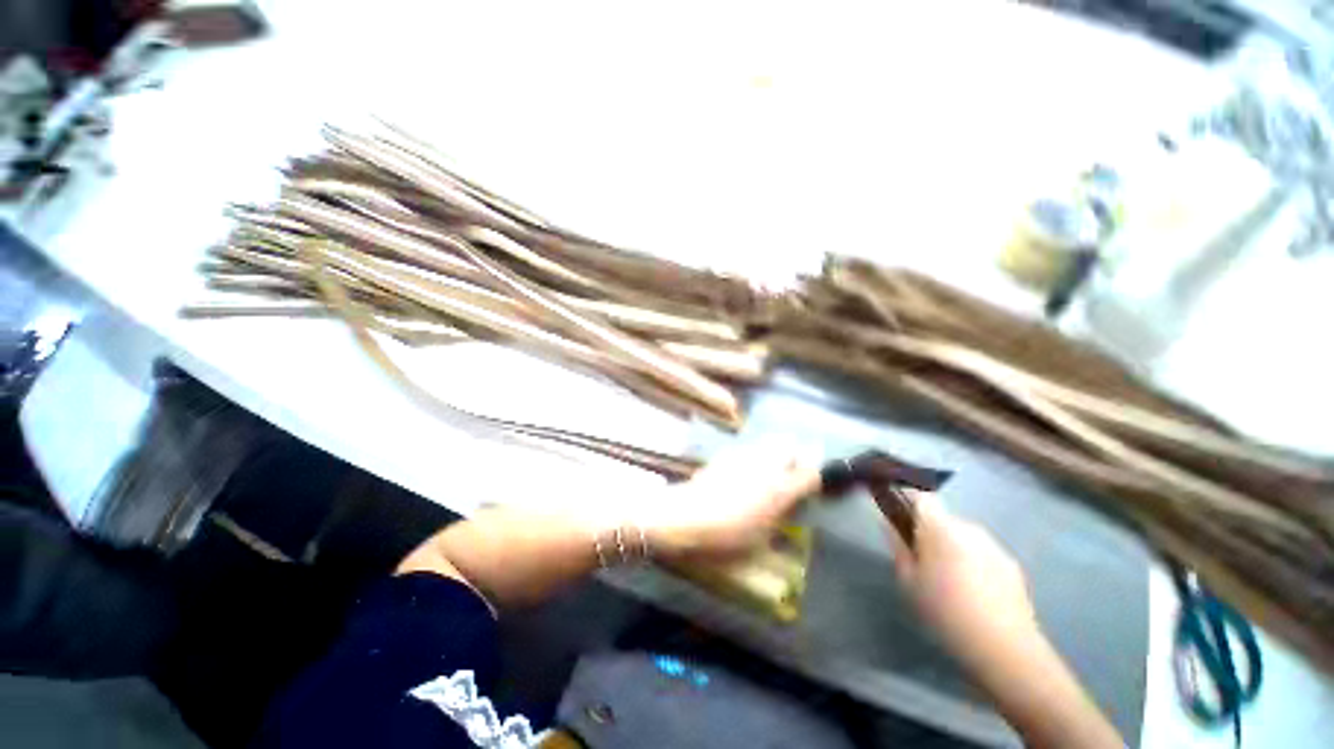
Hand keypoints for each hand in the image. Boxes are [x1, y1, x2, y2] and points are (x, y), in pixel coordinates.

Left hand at [642, 449, 820, 558]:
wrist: (690, 515)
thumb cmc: (729, 535)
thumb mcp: (762, 537)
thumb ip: (780, 519)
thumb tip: (789, 509)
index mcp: (780, 489)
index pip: (810, 473)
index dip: (815, 475)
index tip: (813, 481)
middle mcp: (766, 466)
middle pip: (789, 445)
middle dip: (795, 453)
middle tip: (792, 467)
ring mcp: (745, 455)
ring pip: (768, 442)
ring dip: (774, 450)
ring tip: (769, 465)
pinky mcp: (727, 454)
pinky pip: (748, 447)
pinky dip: (753, 453)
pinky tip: (745, 467)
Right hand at [888, 493, 1039, 664]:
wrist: (1004, 648)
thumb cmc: (945, 612)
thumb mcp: (908, 581)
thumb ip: (898, 546)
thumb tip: (889, 523)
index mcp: (940, 528)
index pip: (921, 497)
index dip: (907, 499)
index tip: (897, 515)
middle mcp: (969, 528)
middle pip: (942, 518)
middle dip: (928, 531)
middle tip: (920, 558)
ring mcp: (994, 546)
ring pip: (963, 535)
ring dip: (951, 546)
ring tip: (947, 579)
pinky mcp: (1012, 565)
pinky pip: (982, 552)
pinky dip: (972, 562)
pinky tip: (972, 592)